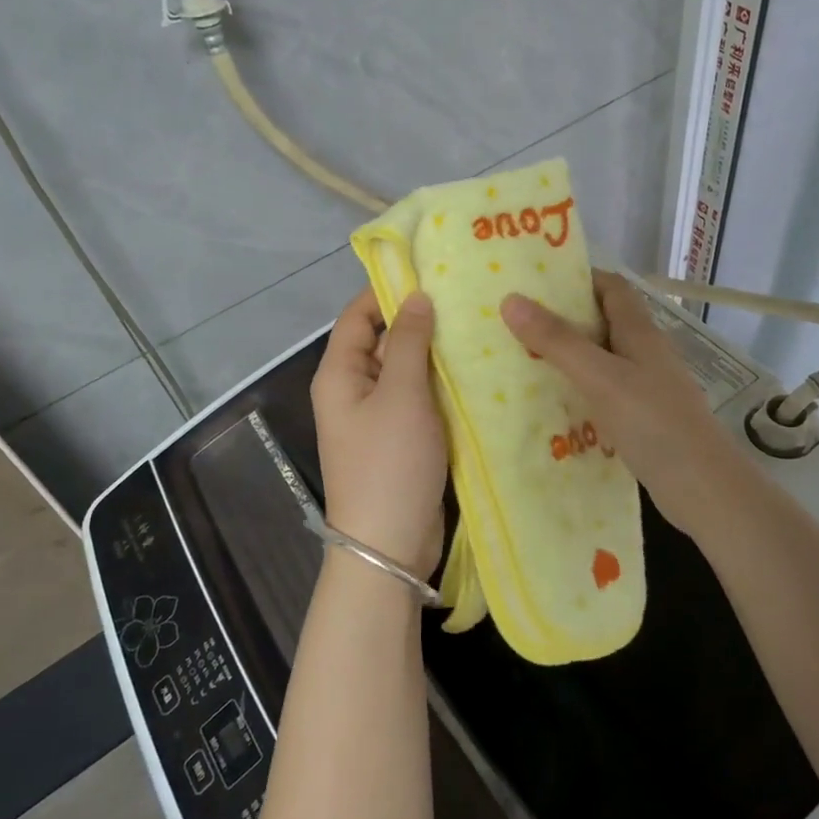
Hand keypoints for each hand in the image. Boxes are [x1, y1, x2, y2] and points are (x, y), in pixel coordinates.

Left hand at [310, 288, 448, 579]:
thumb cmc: (390, 462)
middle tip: (467, 301)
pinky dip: (440, 386)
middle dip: (419, 322)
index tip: (429, 272)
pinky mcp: (401, 440)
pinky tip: (475, 373)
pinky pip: (419, 400)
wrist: (389, 546)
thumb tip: (416, 297)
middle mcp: (353, 391)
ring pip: (406, 372)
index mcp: (340, 374)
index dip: (387, 291)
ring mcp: (377, 418)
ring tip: (479, 329)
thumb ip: (410, 342)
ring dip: (434, 355)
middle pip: (383, 342)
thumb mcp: (402, 395)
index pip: (357, 316)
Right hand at [501, 270, 757, 534]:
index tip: (535, 283)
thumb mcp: (600, 377)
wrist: (703, 489)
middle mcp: (645, 354)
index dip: (578, 279)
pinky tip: (551, 406)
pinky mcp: (642, 420)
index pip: (611, 288)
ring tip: (521, 361)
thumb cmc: (654, 423)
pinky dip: (578, 393)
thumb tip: (511, 300)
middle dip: (563, 320)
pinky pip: (603, 394)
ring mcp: (646, 388)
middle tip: (516, 323)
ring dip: (568, 358)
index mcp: (640, 333)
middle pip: (602, 323)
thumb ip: (557, 341)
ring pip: (601, 361)